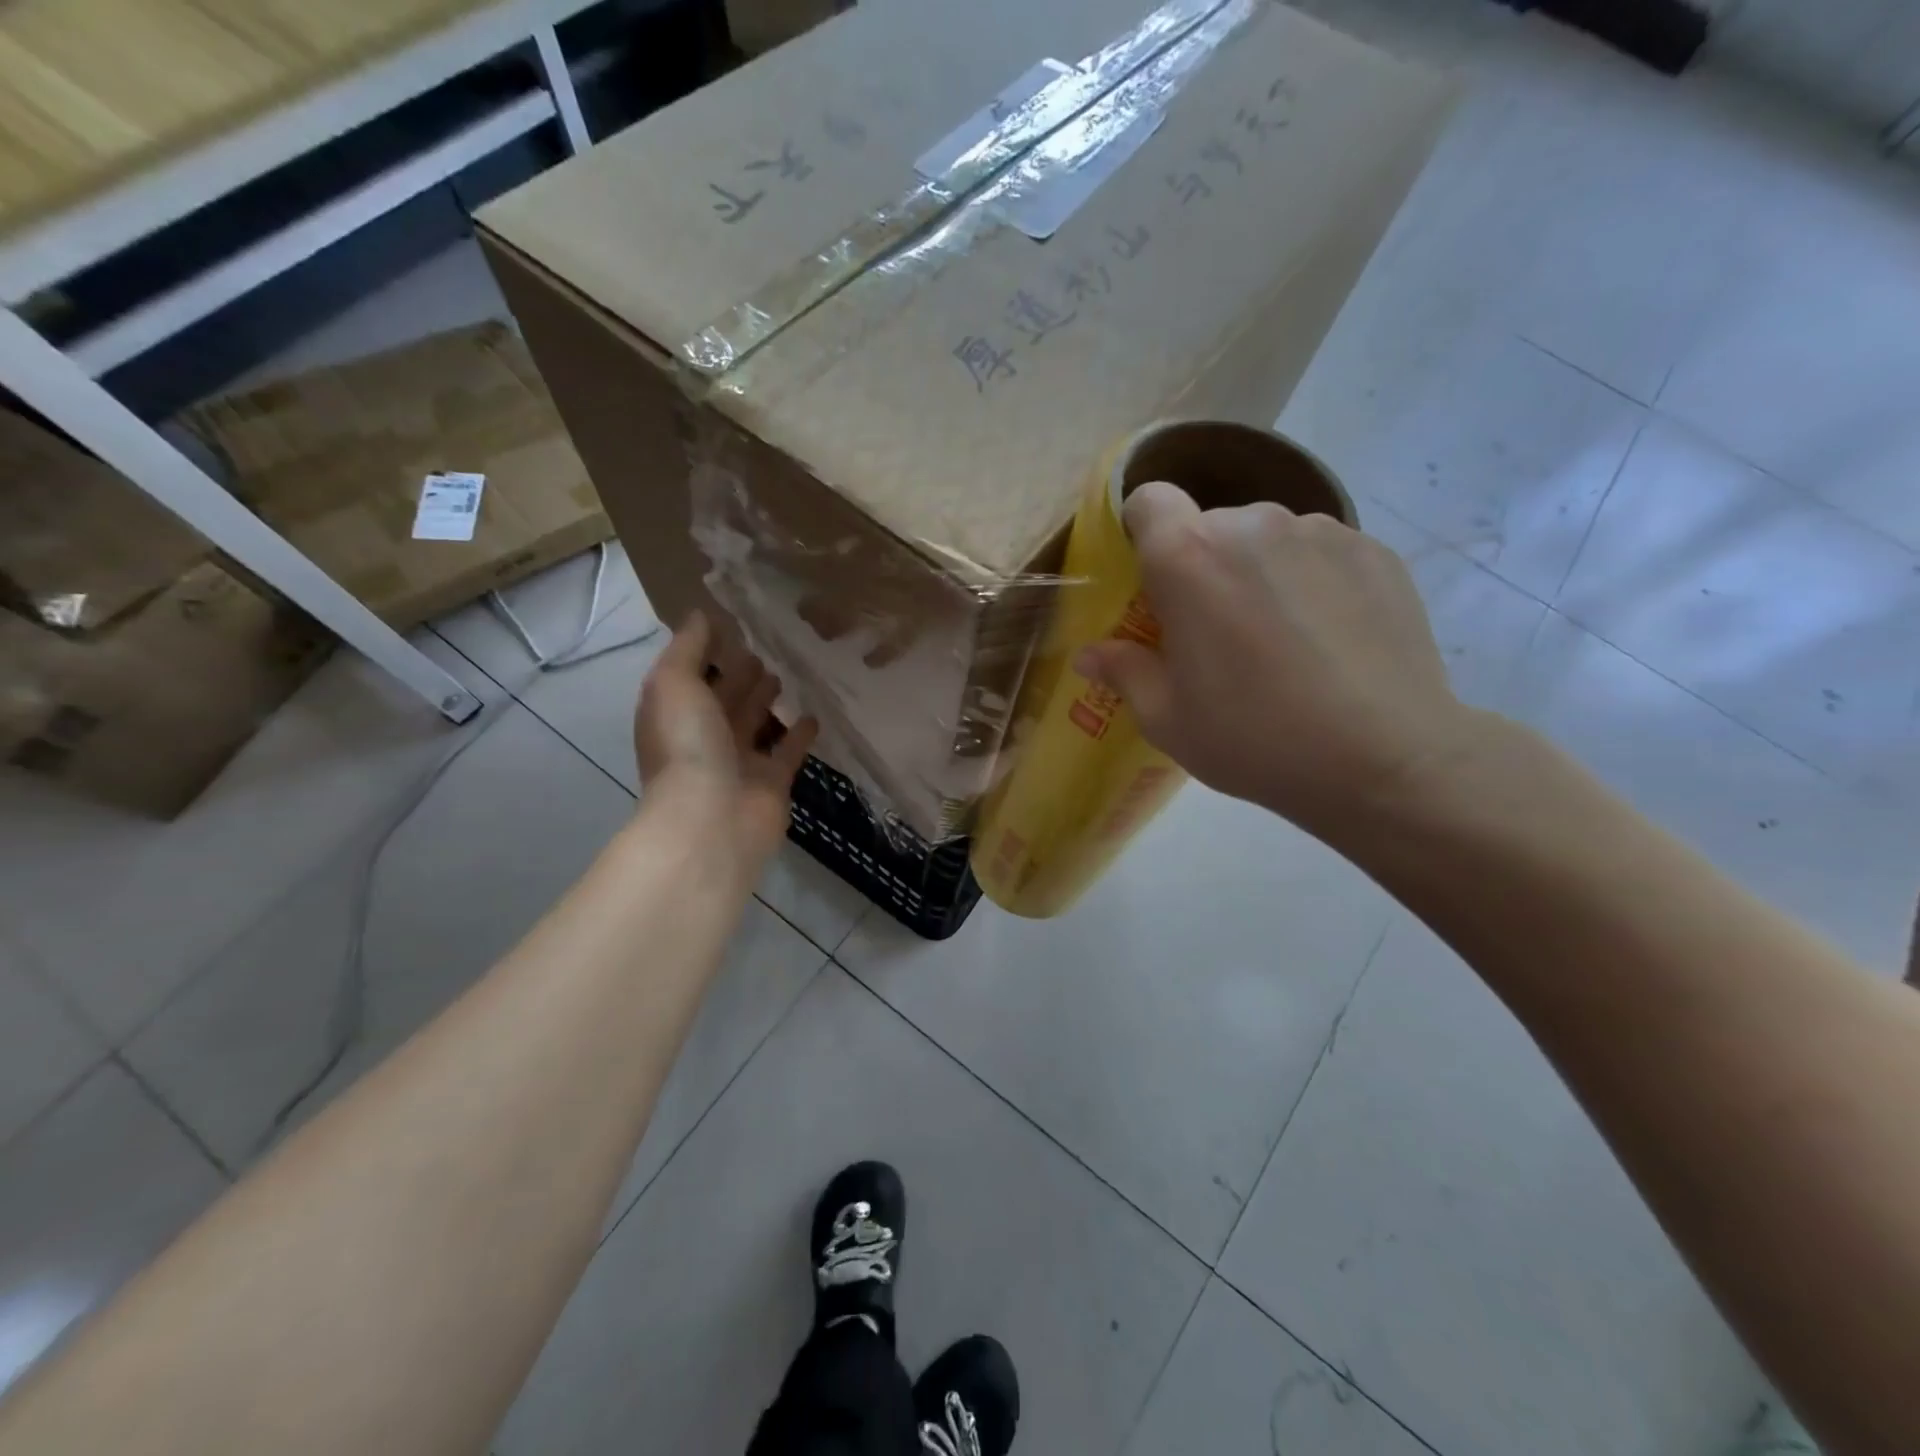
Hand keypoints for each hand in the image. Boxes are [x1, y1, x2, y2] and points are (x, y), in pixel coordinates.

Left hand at [635, 611, 817, 869]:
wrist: (712, 820)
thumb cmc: (688, 747)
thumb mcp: (674, 684)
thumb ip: (687, 648)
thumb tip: (700, 615)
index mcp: (675, 714)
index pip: (692, 676)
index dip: (708, 652)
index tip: (734, 626)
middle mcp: (704, 737)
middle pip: (725, 699)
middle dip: (740, 675)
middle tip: (766, 648)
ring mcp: (739, 762)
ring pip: (756, 723)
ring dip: (768, 701)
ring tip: (789, 674)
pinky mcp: (772, 782)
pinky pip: (788, 751)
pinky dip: (799, 734)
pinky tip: (815, 713)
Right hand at [1075, 482, 1484, 842]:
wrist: (1383, 758)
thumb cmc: (1254, 738)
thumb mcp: (1167, 718)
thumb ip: (1123, 672)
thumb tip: (1089, 655)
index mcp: (1188, 558)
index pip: (1150, 501)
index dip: (1143, 532)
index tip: (1153, 581)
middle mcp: (1252, 524)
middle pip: (1210, 525)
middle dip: (1203, 566)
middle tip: (1217, 631)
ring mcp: (1320, 532)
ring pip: (1268, 538)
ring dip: (1259, 572)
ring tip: (1281, 638)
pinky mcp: (1374, 550)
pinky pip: (1320, 552)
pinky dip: (1311, 580)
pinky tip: (1328, 639)